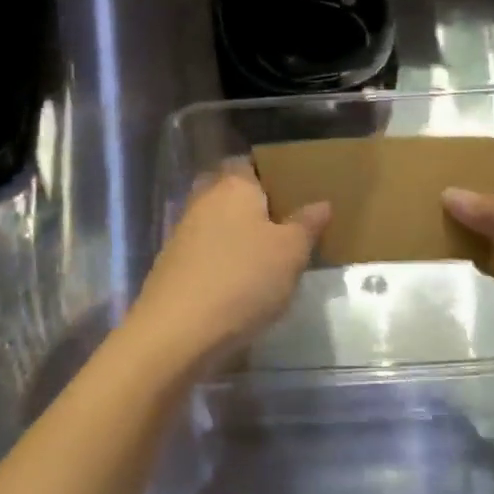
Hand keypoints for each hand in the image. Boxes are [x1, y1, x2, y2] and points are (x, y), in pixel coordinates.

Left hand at [122, 164, 329, 378]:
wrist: (178, 330)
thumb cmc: (243, 280)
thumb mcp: (291, 253)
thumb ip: (306, 225)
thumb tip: (321, 203)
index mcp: (234, 185)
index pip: (249, 163)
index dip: (270, 174)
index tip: (293, 193)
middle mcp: (204, 199)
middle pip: (229, 191)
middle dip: (252, 205)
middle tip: (282, 225)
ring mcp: (183, 232)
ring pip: (216, 221)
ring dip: (236, 234)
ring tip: (267, 257)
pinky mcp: (172, 263)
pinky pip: (205, 250)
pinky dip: (221, 258)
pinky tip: (239, 281)